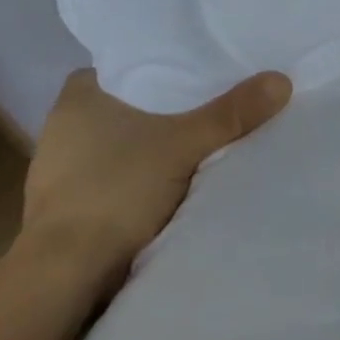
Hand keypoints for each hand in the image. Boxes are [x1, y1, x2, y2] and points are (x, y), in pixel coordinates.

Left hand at [23, 68, 291, 274]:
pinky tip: (165, 183)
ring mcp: (59, 170)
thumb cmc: (117, 190)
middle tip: (205, 102)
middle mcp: (61, 126)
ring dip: (147, 146)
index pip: (121, 64)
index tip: (192, 69)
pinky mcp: (65, 207)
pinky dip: (136, 176)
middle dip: (159, 107)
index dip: (156, 64)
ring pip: (117, 143)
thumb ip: (231, 113)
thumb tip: (280, 80)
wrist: (67, 274)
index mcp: (77, 97)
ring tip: (193, 141)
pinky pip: (111, 176)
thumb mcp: (185, 145)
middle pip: (124, 103)